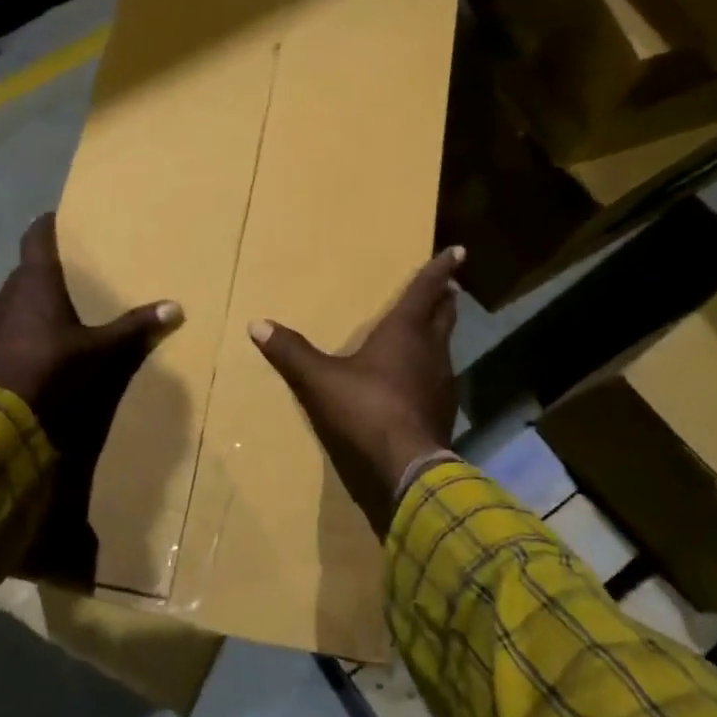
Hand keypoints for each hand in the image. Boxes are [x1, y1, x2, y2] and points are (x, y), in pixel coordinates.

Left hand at [0, 213, 182, 567]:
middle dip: (47, 268)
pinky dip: (21, 325)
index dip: (47, 224)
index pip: (36, 238)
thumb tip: (176, 308)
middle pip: (27, 269)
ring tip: (57, 307)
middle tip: (72, 270)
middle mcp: (8, 293)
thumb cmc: (49, 368)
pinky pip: (6, 325)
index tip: (59, 216)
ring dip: (32, 299)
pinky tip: (37, 342)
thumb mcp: (98, 351)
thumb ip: (133, 329)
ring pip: (14, 298)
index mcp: (35, 282)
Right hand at [248, 246, 463, 535]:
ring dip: (440, 333)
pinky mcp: (444, 409)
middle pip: (444, 315)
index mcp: (405, 332)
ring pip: (445, 346)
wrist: (409, 466)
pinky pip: (441, 376)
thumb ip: (292, 352)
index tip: (459, 251)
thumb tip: (257, 324)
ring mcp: (442, 381)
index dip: (440, 268)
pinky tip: (421, 380)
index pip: (425, 290)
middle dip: (445, 298)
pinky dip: (433, 367)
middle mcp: (431, 349)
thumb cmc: (367, 410)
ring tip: (431, 329)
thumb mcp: (321, 380)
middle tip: (448, 287)